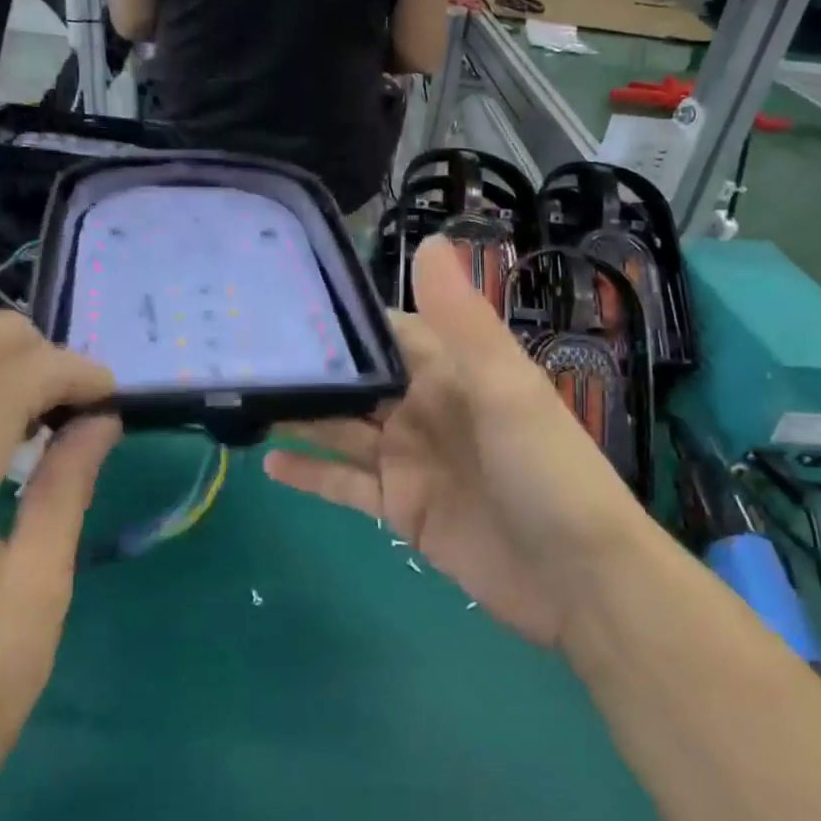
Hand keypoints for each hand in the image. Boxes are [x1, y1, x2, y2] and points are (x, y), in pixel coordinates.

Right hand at [266, 237, 654, 648]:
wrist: (578, 579)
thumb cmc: (548, 471)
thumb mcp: (507, 387)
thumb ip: (461, 320)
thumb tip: (428, 240)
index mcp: (452, 373)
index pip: (388, 331)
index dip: (343, 318)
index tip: (285, 301)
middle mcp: (425, 409)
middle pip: (356, 381)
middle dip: (310, 368)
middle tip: (242, 350)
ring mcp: (410, 460)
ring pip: (342, 429)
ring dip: (301, 416)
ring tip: (244, 398)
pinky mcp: (400, 508)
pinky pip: (345, 485)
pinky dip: (311, 474)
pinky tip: (268, 464)